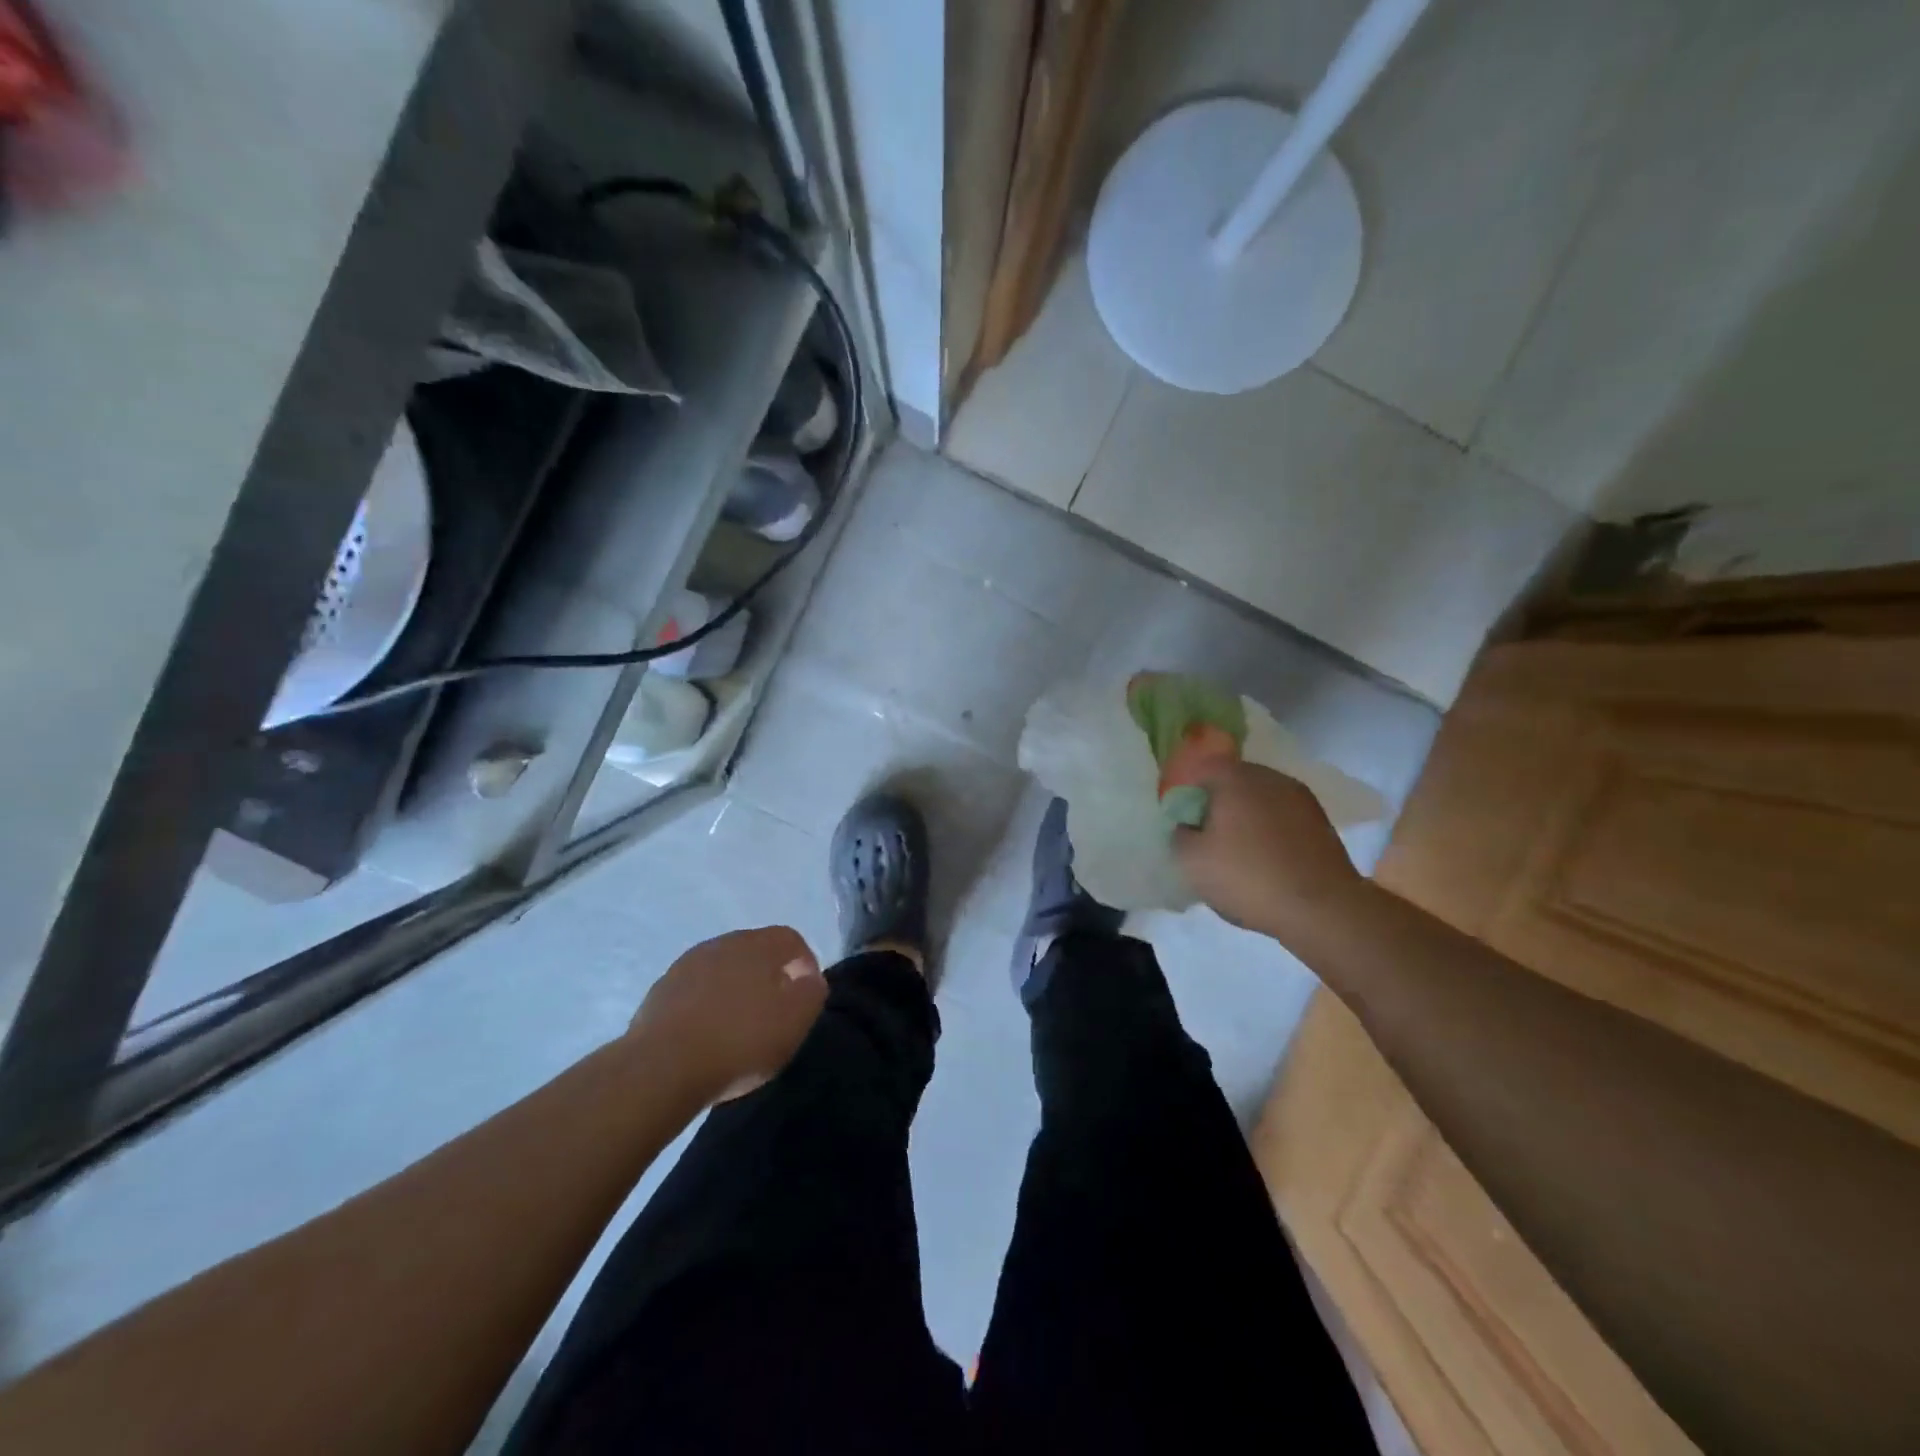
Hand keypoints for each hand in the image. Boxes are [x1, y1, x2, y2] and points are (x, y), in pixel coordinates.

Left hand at [629, 926, 826, 1102]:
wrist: (661, 1069)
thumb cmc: (740, 1041)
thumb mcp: (795, 1021)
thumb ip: (812, 993)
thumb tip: (810, 979)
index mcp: (757, 944)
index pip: (790, 938)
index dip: (805, 963)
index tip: (806, 994)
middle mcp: (721, 944)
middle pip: (755, 950)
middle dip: (769, 975)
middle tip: (775, 1010)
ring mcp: (686, 965)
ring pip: (723, 969)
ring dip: (735, 989)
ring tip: (739, 1025)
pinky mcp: (659, 992)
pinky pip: (695, 990)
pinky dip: (707, 1005)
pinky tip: (708, 1035)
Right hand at [1172, 759, 1367, 944]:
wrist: (1322, 909)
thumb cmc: (1247, 877)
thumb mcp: (1190, 861)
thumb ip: (1178, 834)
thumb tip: (1187, 825)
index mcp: (1234, 777)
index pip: (1200, 768)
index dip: (1186, 792)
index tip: (1180, 820)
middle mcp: (1269, 777)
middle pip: (1232, 781)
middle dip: (1217, 803)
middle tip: (1205, 836)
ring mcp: (1300, 797)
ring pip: (1259, 799)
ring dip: (1245, 817)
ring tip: (1236, 851)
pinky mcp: (1321, 821)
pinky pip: (1282, 817)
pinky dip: (1269, 831)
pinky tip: (1264, 860)